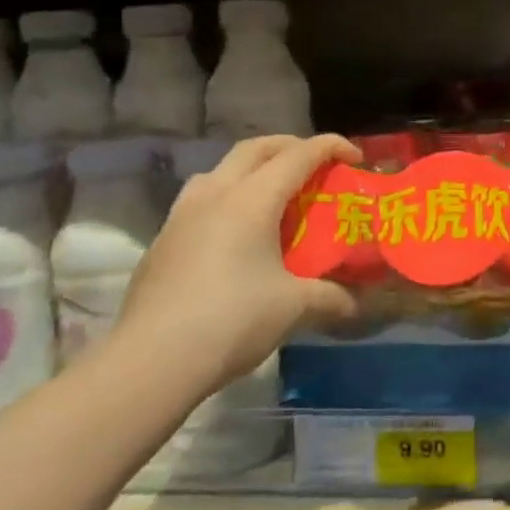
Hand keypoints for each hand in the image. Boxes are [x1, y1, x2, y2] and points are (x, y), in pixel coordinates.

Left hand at [112, 135, 361, 396]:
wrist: (150, 363)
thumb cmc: (231, 321)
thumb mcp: (294, 307)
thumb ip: (332, 296)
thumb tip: (359, 302)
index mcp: (251, 201)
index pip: (298, 155)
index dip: (331, 147)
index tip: (356, 158)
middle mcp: (214, 196)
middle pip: (255, 149)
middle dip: (291, 146)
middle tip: (317, 164)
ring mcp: (181, 218)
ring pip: (219, 170)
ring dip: (252, 169)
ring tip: (272, 194)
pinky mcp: (162, 243)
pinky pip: (199, 201)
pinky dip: (227, 199)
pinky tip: (235, 235)